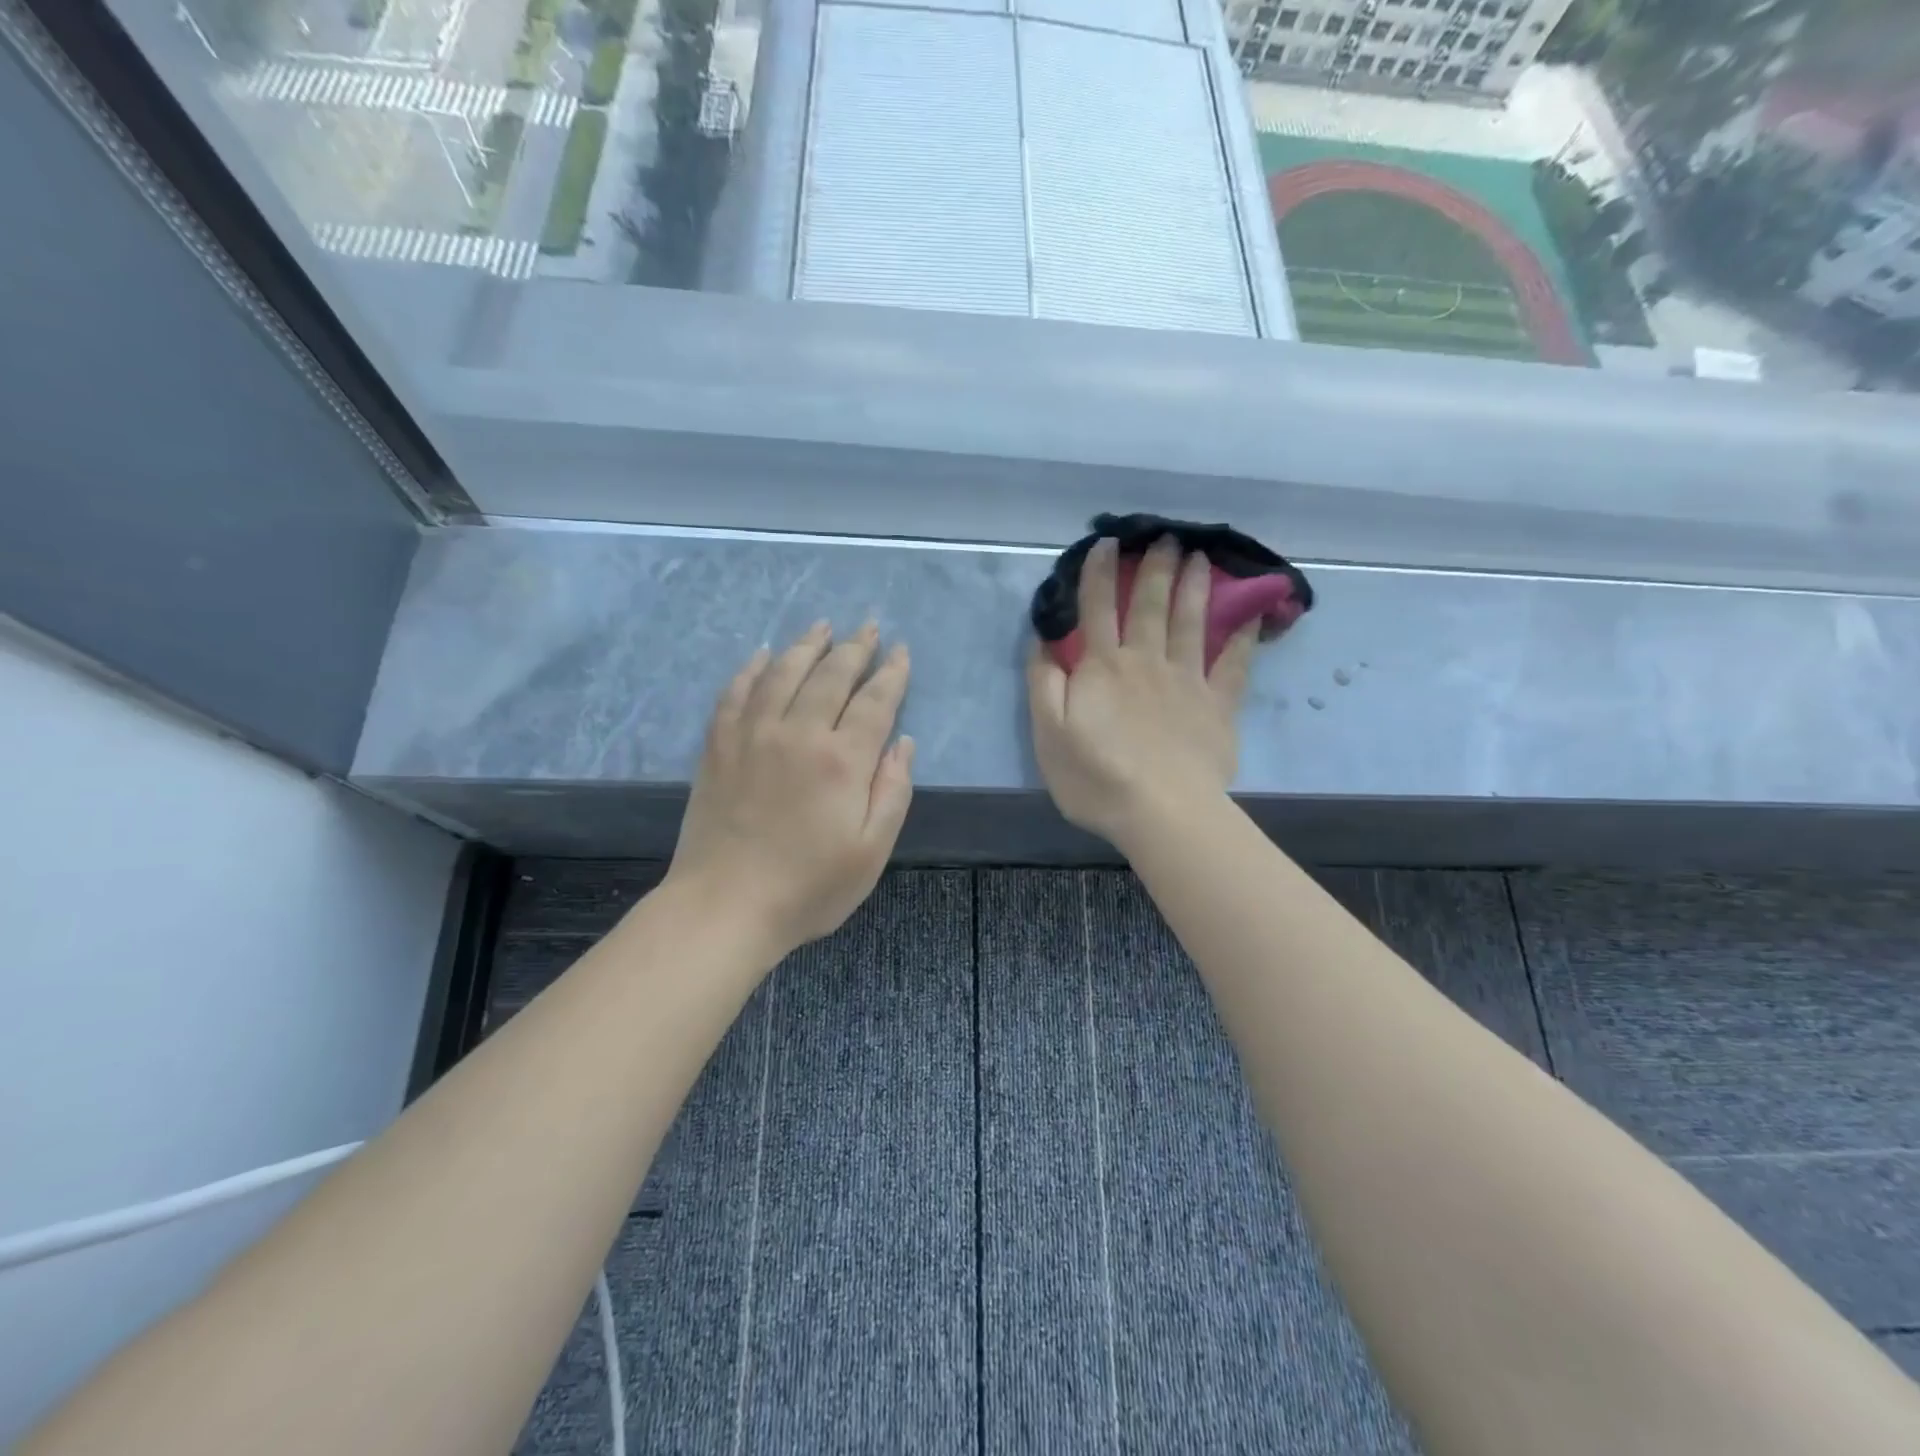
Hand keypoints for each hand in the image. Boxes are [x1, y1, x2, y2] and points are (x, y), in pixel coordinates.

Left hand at [665, 622, 913, 957]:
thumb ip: (892, 792)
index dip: (892, 674)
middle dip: (855, 647)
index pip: (875, 701)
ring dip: (806, 645)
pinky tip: (761, 655)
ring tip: (822, 626)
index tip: (901, 652)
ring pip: (783, 672)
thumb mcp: (871, 851)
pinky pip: (735, 692)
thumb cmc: (808, 888)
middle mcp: (798, 733)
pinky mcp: (718, 746)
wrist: (724, 907)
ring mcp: (752, 735)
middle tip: (869, 627)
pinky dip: (751, 669)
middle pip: (831, 675)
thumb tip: (902, 743)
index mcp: (842, 760)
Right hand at [1027, 536, 1257, 850]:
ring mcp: (1187, 681)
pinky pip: (1233, 664)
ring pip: (1191, 623)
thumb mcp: (1048, 735)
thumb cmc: (1097, 778)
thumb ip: (1043, 685)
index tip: (1107, 543)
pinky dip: (1242, 638)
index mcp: (1103, 668)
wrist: (1163, 813)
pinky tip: (1250, 616)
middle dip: (1156, 568)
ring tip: (1201, 557)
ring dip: (1195, 587)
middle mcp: (1146, 662)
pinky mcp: (1218, 706)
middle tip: (1166, 536)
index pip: (1098, 609)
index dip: (1100, 574)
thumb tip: (1043, 642)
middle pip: (1151, 606)